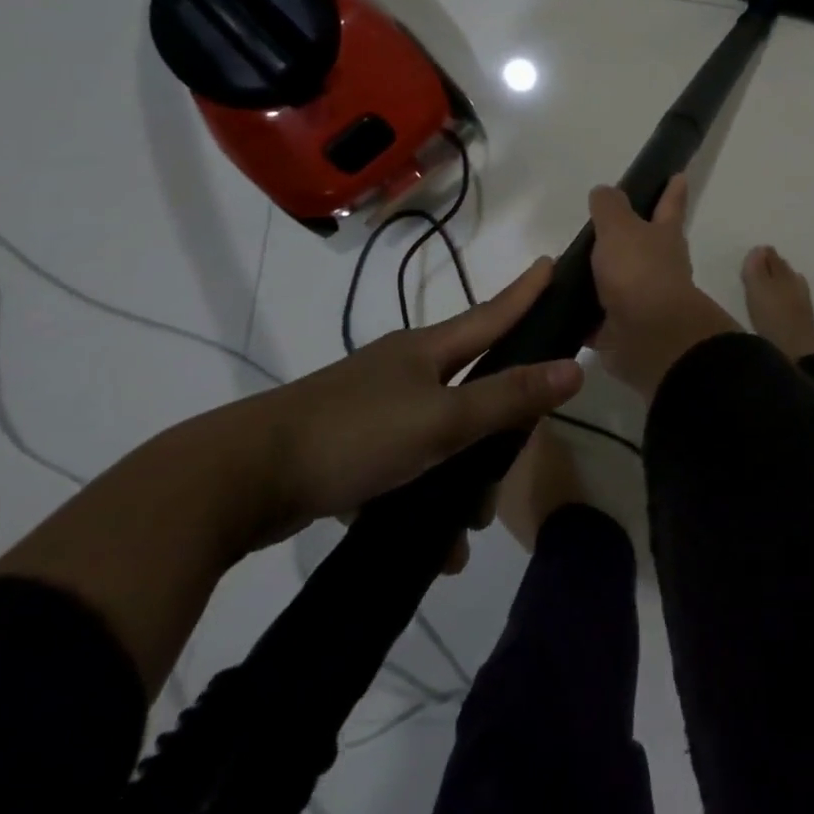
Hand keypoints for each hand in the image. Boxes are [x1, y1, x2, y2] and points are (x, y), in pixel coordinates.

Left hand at [248, 258, 583, 564]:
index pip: (491, 314)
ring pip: (439, 434)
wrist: (238, 480)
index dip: (525, 293)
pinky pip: (405, 467)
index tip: (551, 265)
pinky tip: (432, 548)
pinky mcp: (347, 447)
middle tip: (515, 457)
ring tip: (467, 530)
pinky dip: (423, 499)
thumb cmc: (353, 435)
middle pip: (471, 384)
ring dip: (461, 478)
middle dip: (499, 422)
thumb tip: (575, 368)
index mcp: (426, 351)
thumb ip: (508, 397)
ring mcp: (372, 407)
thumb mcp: (441, 420)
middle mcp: (402, 370)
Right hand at [588, 175, 736, 396]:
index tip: (678, 175)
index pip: (669, 205)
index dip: (672, 189)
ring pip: (619, 282)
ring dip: (601, 277)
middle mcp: (658, 267)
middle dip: (630, 236)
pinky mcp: (621, 330)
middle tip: (602, 226)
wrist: (649, 338)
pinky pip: (597, 318)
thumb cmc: (639, 272)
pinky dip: (583, 315)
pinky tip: (559, 308)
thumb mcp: (620, 228)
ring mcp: (641, 300)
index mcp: (664, 237)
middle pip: (644, 245)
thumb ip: (610, 208)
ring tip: (569, 268)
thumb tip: (605, 191)